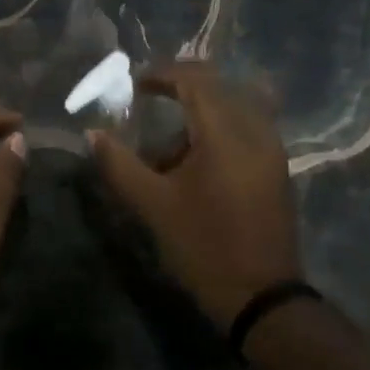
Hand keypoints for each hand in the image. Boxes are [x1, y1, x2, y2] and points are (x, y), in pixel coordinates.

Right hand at [89, 62, 301, 328]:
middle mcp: (255, 131)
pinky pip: (246, 129)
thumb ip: (120, 164)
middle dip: (180, 89)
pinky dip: (217, 131)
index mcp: (225, 134)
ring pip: (234, 108)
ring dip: (199, 114)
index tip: (134, 84)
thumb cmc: (204, 246)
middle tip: (148, 101)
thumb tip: (94, 134)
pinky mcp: (275, 169)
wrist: (262, 296)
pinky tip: (193, 163)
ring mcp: (271, 150)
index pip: (196, 80)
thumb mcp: (153, 206)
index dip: (162, 74)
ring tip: (166, 148)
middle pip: (218, 88)